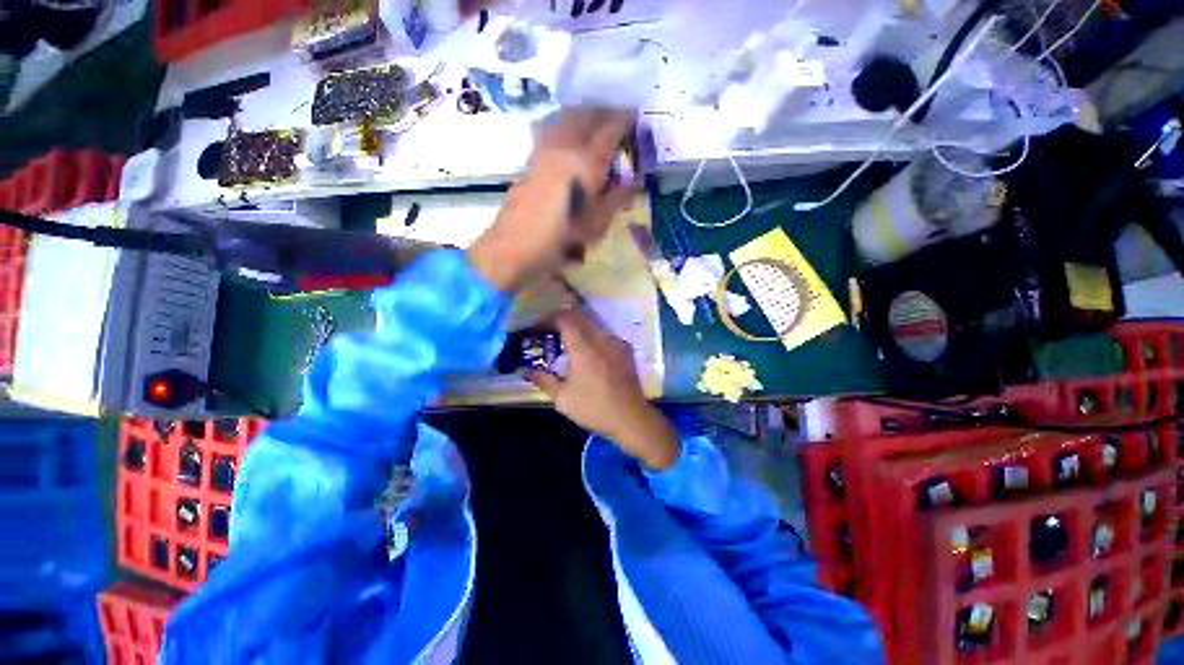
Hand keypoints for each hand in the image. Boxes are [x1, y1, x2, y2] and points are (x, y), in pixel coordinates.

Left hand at [468, 108, 635, 291]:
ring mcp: (542, 152)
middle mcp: (562, 148)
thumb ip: (616, 199)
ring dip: (582, 117)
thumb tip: (634, 181)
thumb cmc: (558, 241)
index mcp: (584, 162)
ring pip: (564, 119)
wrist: (511, 249)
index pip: (609, 129)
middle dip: (603, 113)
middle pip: (584, 115)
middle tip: (617, 121)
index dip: (625, 120)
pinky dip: (564, 129)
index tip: (636, 117)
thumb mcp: (594, 226)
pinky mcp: (529, 162)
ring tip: (594, 127)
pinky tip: (568, 144)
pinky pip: (550, 133)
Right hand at [525, 309, 679, 470]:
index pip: (564, 318)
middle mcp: (601, 338)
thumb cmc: (594, 408)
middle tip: (549, 332)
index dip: (548, 318)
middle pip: (579, 316)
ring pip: (593, 324)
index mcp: (583, 347)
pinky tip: (589, 353)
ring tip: (567, 343)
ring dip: (577, 327)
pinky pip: (605, 334)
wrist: (631, 418)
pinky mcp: (626, 350)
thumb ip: (543, 380)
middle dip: (561, 320)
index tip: (537, 328)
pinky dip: (592, 336)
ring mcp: (616, 342)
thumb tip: (525, 371)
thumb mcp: (563, 398)